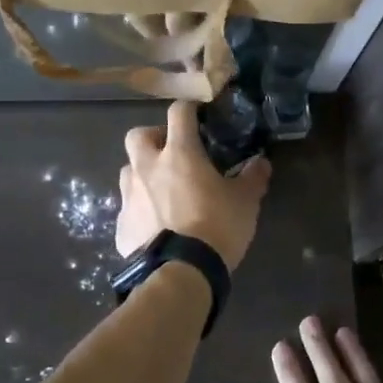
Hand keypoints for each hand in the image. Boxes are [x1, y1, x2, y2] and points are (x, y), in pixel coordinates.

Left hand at [116, 101, 269, 271]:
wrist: (181, 273)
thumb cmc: (217, 227)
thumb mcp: (245, 202)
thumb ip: (253, 178)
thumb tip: (261, 162)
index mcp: (179, 153)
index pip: (179, 113)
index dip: (189, 108)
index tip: (199, 113)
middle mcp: (147, 167)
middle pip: (138, 135)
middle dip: (153, 138)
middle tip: (172, 153)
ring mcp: (129, 197)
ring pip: (129, 171)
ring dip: (143, 174)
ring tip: (163, 192)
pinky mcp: (121, 226)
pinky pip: (129, 209)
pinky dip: (141, 211)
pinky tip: (156, 227)